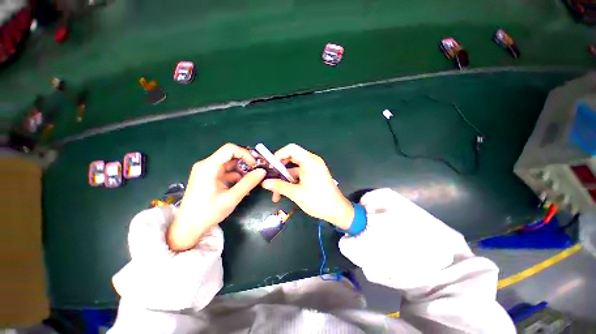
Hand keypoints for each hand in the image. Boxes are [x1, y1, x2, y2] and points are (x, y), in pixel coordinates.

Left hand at [167, 143, 265, 250]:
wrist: (188, 228)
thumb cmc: (208, 212)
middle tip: (257, 172)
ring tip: (252, 182)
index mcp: (209, 166)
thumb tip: (262, 171)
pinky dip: (236, 177)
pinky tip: (243, 187)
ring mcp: (207, 171)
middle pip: (230, 156)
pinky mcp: (209, 178)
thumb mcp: (232, 197)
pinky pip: (225, 173)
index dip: (245, 154)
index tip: (255, 165)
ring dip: (242, 171)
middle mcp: (207, 165)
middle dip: (245, 163)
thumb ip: (248, 183)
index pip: (230, 149)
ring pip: (229, 165)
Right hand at [261, 144, 353, 229]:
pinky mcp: (313, 176)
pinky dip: (291, 182)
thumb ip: (279, 186)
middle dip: (279, 171)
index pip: (291, 149)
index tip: (270, 167)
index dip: (279, 155)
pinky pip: (299, 175)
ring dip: (284, 180)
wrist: (337, 211)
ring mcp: (313, 169)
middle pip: (291, 159)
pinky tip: (284, 194)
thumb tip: (264, 183)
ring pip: (293, 170)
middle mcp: (311, 161)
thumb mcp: (296, 193)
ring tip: (275, 195)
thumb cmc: (318, 200)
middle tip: (270, 181)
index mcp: (309, 161)